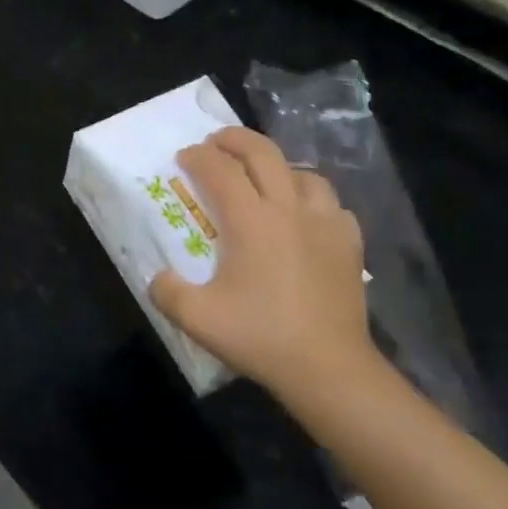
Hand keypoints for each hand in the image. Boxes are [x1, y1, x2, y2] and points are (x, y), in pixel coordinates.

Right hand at [151, 127, 381, 402]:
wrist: (330, 368)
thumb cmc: (261, 337)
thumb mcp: (198, 319)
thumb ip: (167, 292)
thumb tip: (158, 277)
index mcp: (250, 220)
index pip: (219, 169)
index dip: (198, 157)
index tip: (183, 157)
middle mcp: (288, 209)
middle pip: (263, 153)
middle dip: (235, 140)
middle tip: (216, 143)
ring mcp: (325, 223)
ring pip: (302, 173)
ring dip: (276, 166)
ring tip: (262, 178)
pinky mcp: (349, 243)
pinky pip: (331, 203)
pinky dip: (312, 198)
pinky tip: (304, 215)